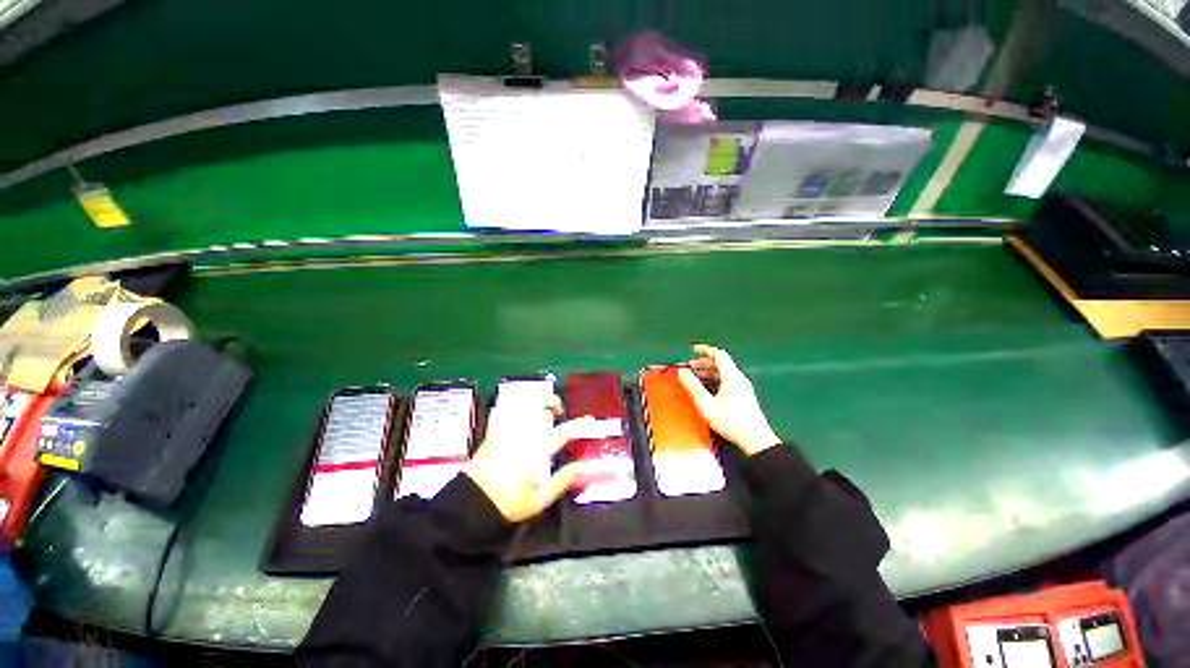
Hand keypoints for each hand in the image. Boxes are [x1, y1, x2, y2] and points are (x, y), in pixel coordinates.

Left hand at [464, 397, 593, 522]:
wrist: (473, 503)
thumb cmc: (508, 503)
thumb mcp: (540, 500)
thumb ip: (562, 482)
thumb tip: (581, 466)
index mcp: (536, 452)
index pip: (563, 432)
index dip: (579, 424)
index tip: (589, 420)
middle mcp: (523, 435)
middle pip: (539, 406)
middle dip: (552, 401)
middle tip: (557, 409)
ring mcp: (506, 430)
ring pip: (521, 402)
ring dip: (533, 398)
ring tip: (539, 403)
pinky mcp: (493, 431)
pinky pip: (502, 408)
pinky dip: (511, 403)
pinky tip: (517, 405)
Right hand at [678, 344, 780, 456]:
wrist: (756, 440)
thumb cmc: (730, 421)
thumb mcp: (706, 404)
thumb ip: (693, 386)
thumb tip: (682, 372)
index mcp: (731, 377)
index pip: (719, 355)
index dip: (705, 350)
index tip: (693, 350)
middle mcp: (739, 378)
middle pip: (722, 363)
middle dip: (704, 362)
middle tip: (690, 365)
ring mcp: (743, 387)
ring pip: (725, 372)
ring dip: (710, 370)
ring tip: (696, 375)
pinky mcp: (745, 396)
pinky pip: (729, 380)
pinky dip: (716, 378)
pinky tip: (708, 387)